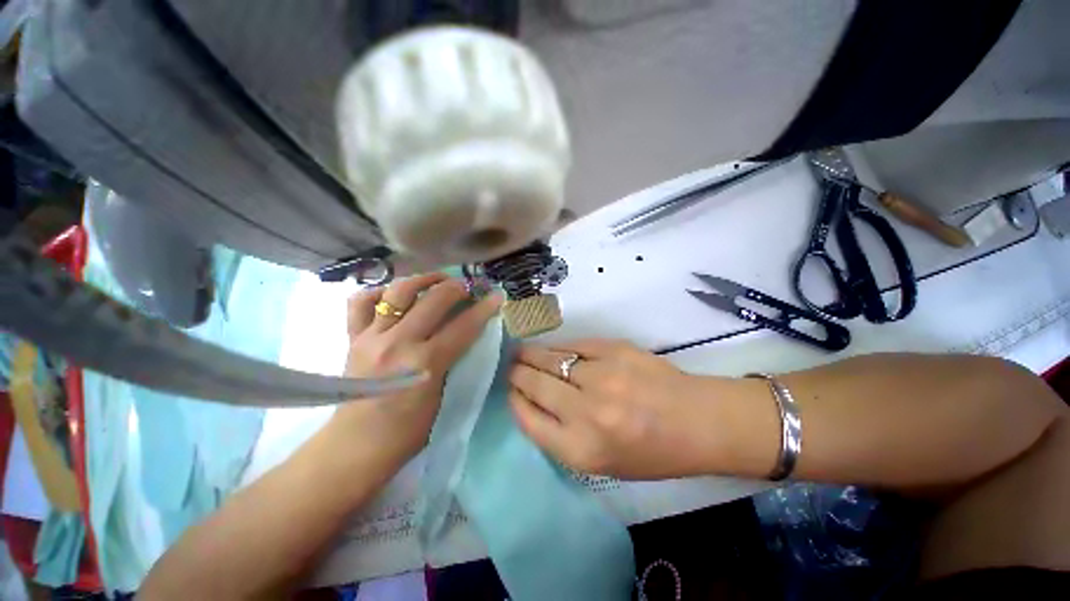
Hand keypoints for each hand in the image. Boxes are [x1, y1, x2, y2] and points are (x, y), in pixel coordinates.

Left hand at [332, 273, 501, 467]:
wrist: (356, 446)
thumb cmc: (407, 431)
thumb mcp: (442, 395)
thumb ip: (453, 360)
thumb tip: (465, 333)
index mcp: (424, 364)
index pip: (463, 327)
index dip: (484, 308)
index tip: (496, 295)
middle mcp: (397, 344)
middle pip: (433, 300)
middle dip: (458, 287)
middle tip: (468, 286)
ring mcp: (371, 338)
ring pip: (398, 292)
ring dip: (423, 279)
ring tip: (437, 279)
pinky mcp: (352, 338)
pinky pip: (360, 302)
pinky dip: (380, 292)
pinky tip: (394, 294)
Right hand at [509, 339, 727, 478]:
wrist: (697, 421)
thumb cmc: (650, 452)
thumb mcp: (601, 463)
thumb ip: (560, 436)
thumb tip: (531, 401)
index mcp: (581, 449)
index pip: (528, 419)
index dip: (514, 401)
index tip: (510, 391)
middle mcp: (587, 411)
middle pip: (534, 384)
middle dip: (516, 373)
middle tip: (510, 367)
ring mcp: (602, 375)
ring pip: (550, 358)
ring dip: (531, 355)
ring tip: (521, 352)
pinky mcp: (615, 349)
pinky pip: (575, 345)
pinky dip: (559, 347)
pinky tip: (554, 348)